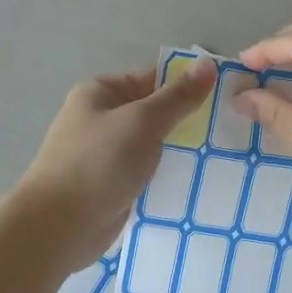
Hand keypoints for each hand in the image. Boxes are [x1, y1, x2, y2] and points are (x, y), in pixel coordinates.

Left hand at [16, 60, 216, 269]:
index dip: (189, 85)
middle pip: (156, 113)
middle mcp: (103, 120)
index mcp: (102, 93)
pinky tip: (201, 183)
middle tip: (232, 131)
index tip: (228, 98)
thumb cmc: (98, 163)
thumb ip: (178, 97)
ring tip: (226, 158)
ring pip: (155, 147)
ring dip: (182, 154)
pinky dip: (170, 178)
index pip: (154, 79)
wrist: (59, 226)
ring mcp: (108, 155)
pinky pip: (149, 175)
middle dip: (189, 123)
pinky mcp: (115, 187)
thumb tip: (208, 65)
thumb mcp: (143, 121)